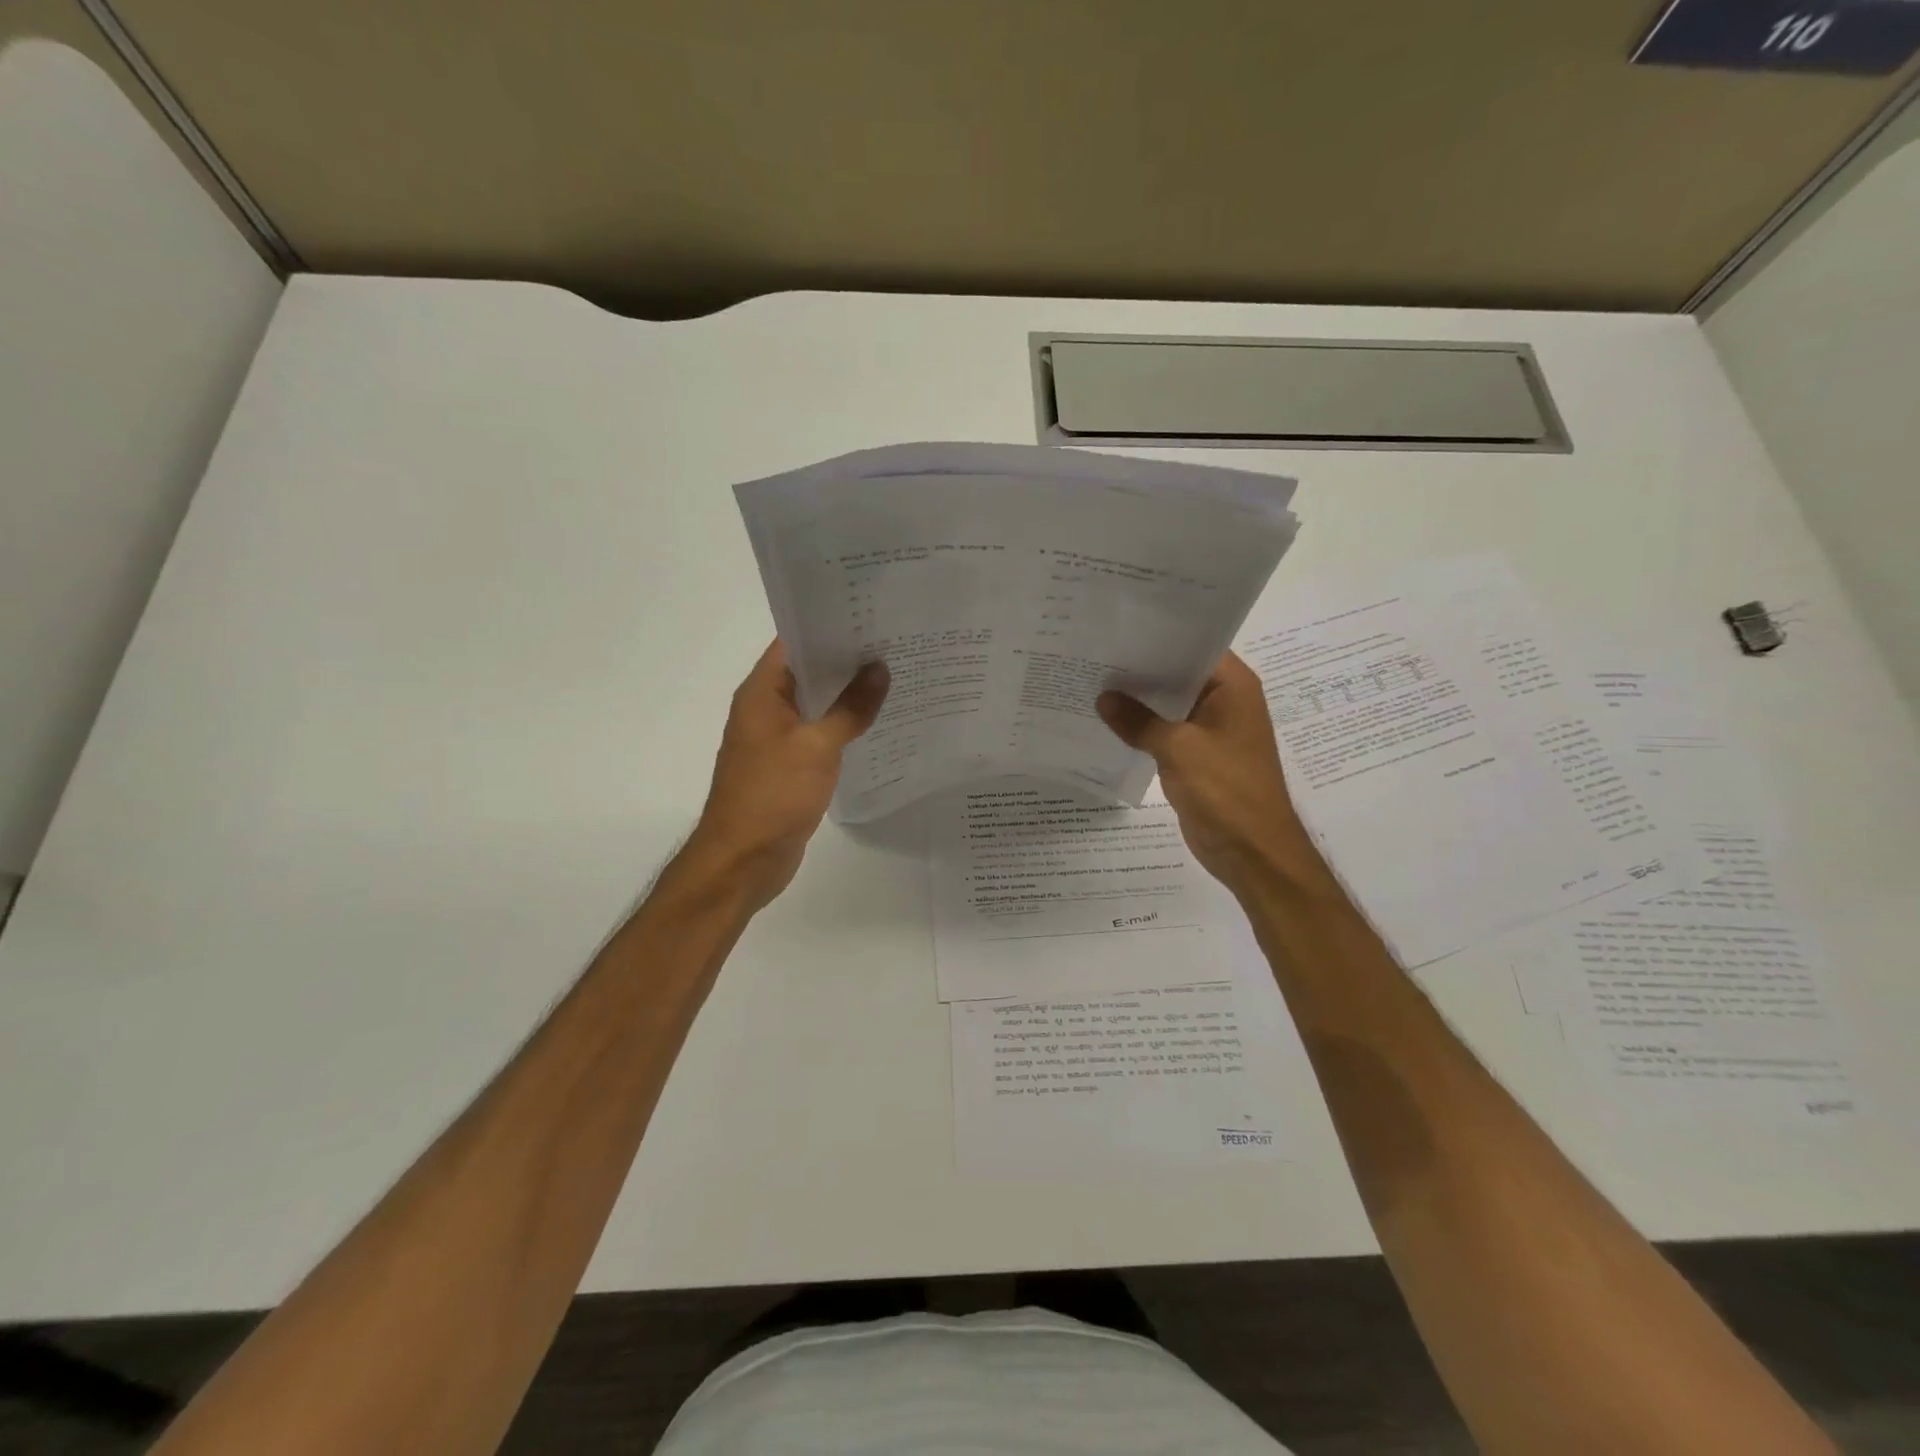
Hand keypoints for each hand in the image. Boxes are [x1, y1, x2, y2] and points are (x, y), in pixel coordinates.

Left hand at [682, 641, 889, 910]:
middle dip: (848, 660)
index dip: (829, 626)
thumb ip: (851, 708)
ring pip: (818, 705)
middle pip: (809, 672)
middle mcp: (766, 709)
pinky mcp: (791, 766)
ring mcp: (778, 739)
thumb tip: (879, 670)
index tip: (871, 615)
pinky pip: (821, 735)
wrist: (744, 861)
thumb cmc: (772, 795)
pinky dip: (845, 726)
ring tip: (897, 676)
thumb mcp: (817, 747)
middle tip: (896, 643)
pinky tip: (880, 722)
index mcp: (762, 693)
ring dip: (849, 694)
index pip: (794, 643)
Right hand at [1098, 652, 1327, 896]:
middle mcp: (1224, 701)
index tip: (1117, 628)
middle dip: (1140, 668)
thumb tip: (1103, 698)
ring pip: (1169, 704)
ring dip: (1138, 700)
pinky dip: (1142, 727)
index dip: (1157, 636)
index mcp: (1232, 687)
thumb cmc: (1226, 791)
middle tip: (1094, 653)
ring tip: (1092, 681)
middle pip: (1178, 673)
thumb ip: (1138, 721)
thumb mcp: (1179, 750)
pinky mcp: (1198, 756)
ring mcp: (1211, 730)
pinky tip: (1107, 721)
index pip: (1194, 645)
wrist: (1252, 852)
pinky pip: (1166, 731)